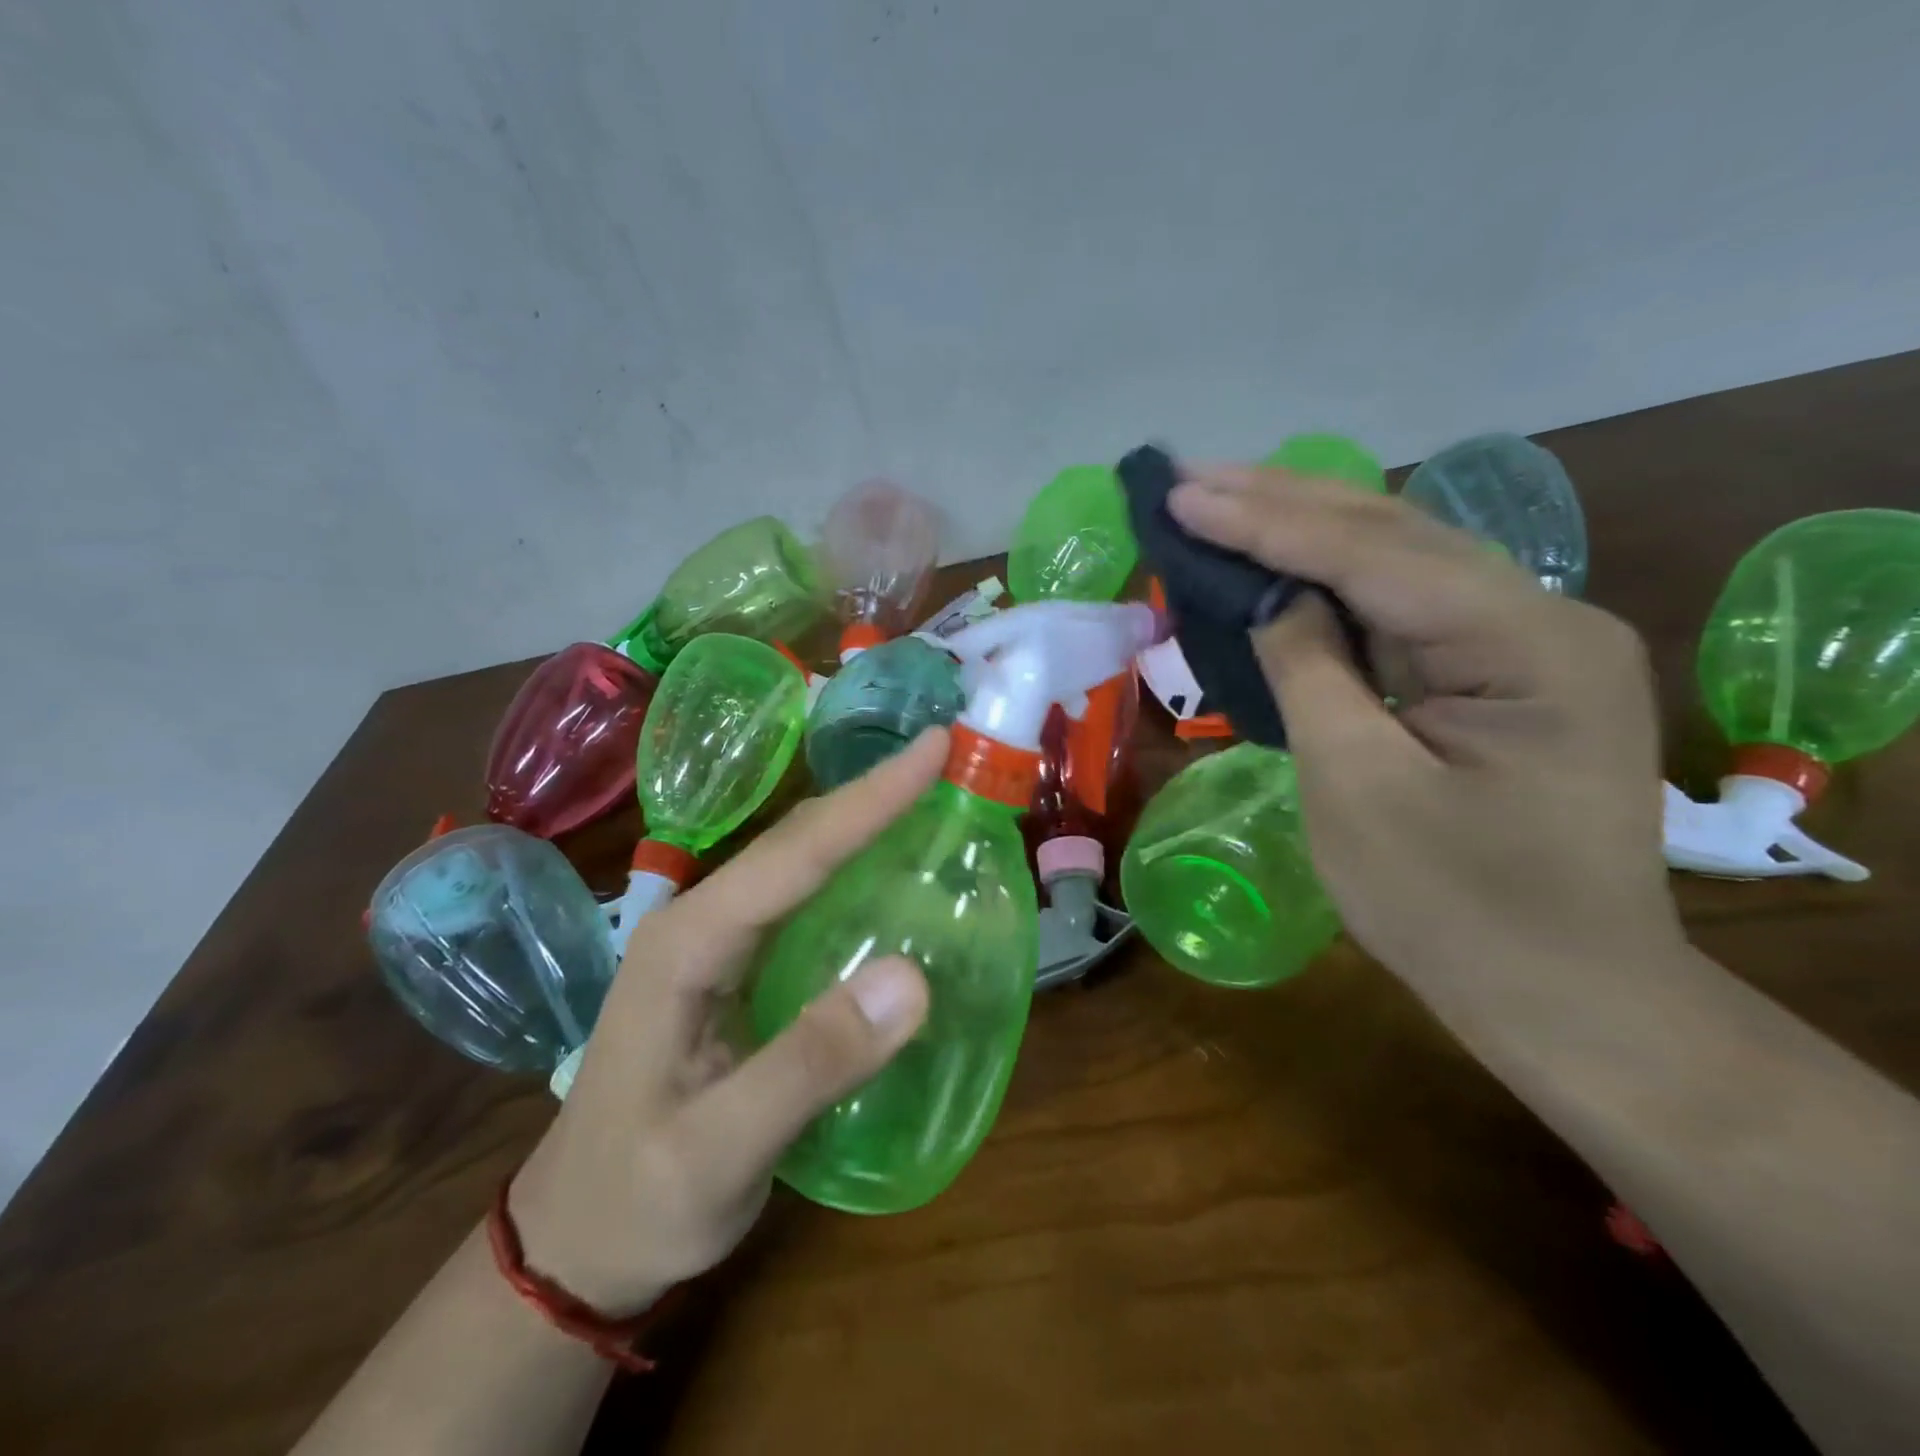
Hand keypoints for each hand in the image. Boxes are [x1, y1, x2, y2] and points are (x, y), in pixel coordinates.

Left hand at [508, 731, 945, 1313]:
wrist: (574, 1245)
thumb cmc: (636, 1201)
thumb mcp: (718, 1152)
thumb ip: (810, 1065)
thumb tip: (912, 978)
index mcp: (687, 944)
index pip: (794, 854)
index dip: (870, 798)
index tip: (934, 748)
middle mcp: (700, 922)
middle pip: (797, 840)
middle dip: (872, 792)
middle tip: (945, 757)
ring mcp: (716, 943)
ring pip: (801, 862)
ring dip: (864, 821)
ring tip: (930, 792)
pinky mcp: (736, 968)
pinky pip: (805, 900)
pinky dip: (854, 869)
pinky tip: (891, 868)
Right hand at [1168, 467, 1686, 1005]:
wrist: (1565, 997)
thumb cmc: (1454, 909)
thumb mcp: (1357, 788)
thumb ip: (1310, 673)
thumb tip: (1271, 597)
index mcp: (1526, 643)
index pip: (1373, 555)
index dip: (1266, 522)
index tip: (1182, 495)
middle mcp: (1543, 618)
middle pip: (1395, 535)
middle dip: (1283, 502)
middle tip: (1191, 479)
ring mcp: (1528, 644)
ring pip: (1401, 562)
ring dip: (1306, 530)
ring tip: (1224, 500)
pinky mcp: (1501, 675)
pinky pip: (1405, 610)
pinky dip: (1334, 583)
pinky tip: (1285, 562)